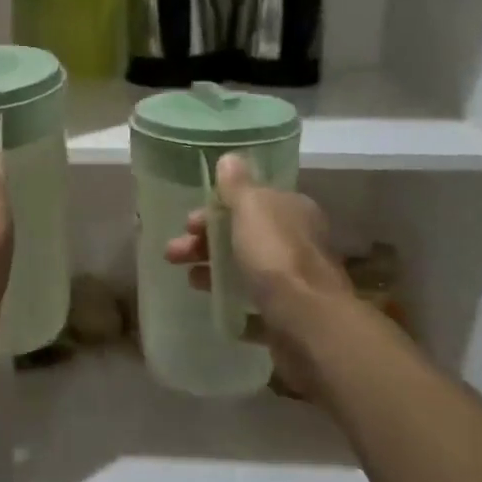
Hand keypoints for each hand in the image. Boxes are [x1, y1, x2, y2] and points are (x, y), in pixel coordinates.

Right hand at [164, 154, 351, 394]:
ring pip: (246, 269)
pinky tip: (215, 306)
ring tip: (189, 281)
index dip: (216, 209)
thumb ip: (238, 185)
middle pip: (244, 236)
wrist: (307, 323)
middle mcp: (297, 243)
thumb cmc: (276, 256)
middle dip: (207, 242)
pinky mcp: (288, 316)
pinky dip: (236, 304)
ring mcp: (295, 282)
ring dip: (214, 271)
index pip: (250, 202)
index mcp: (292, 212)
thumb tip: (230, 158)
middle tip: (174, 254)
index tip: (188, 223)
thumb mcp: (251, 208)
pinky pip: (256, 306)